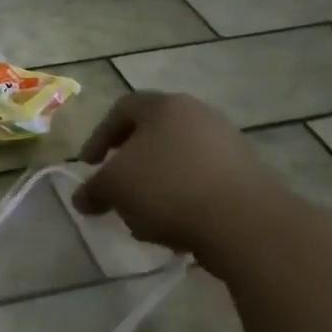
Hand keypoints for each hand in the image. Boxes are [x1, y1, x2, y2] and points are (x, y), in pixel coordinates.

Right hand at [71, 91, 289, 256]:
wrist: (244, 222)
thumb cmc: (167, 188)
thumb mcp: (114, 188)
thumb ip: (93, 190)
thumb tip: (82, 199)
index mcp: (164, 106)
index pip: (122, 108)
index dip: (99, 136)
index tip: (89, 165)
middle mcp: (199, 115)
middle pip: (154, 133)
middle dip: (130, 161)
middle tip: (116, 186)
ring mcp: (229, 143)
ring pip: (179, 158)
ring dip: (157, 183)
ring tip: (144, 213)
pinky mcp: (249, 174)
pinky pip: (204, 180)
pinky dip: (184, 197)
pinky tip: (176, 225)